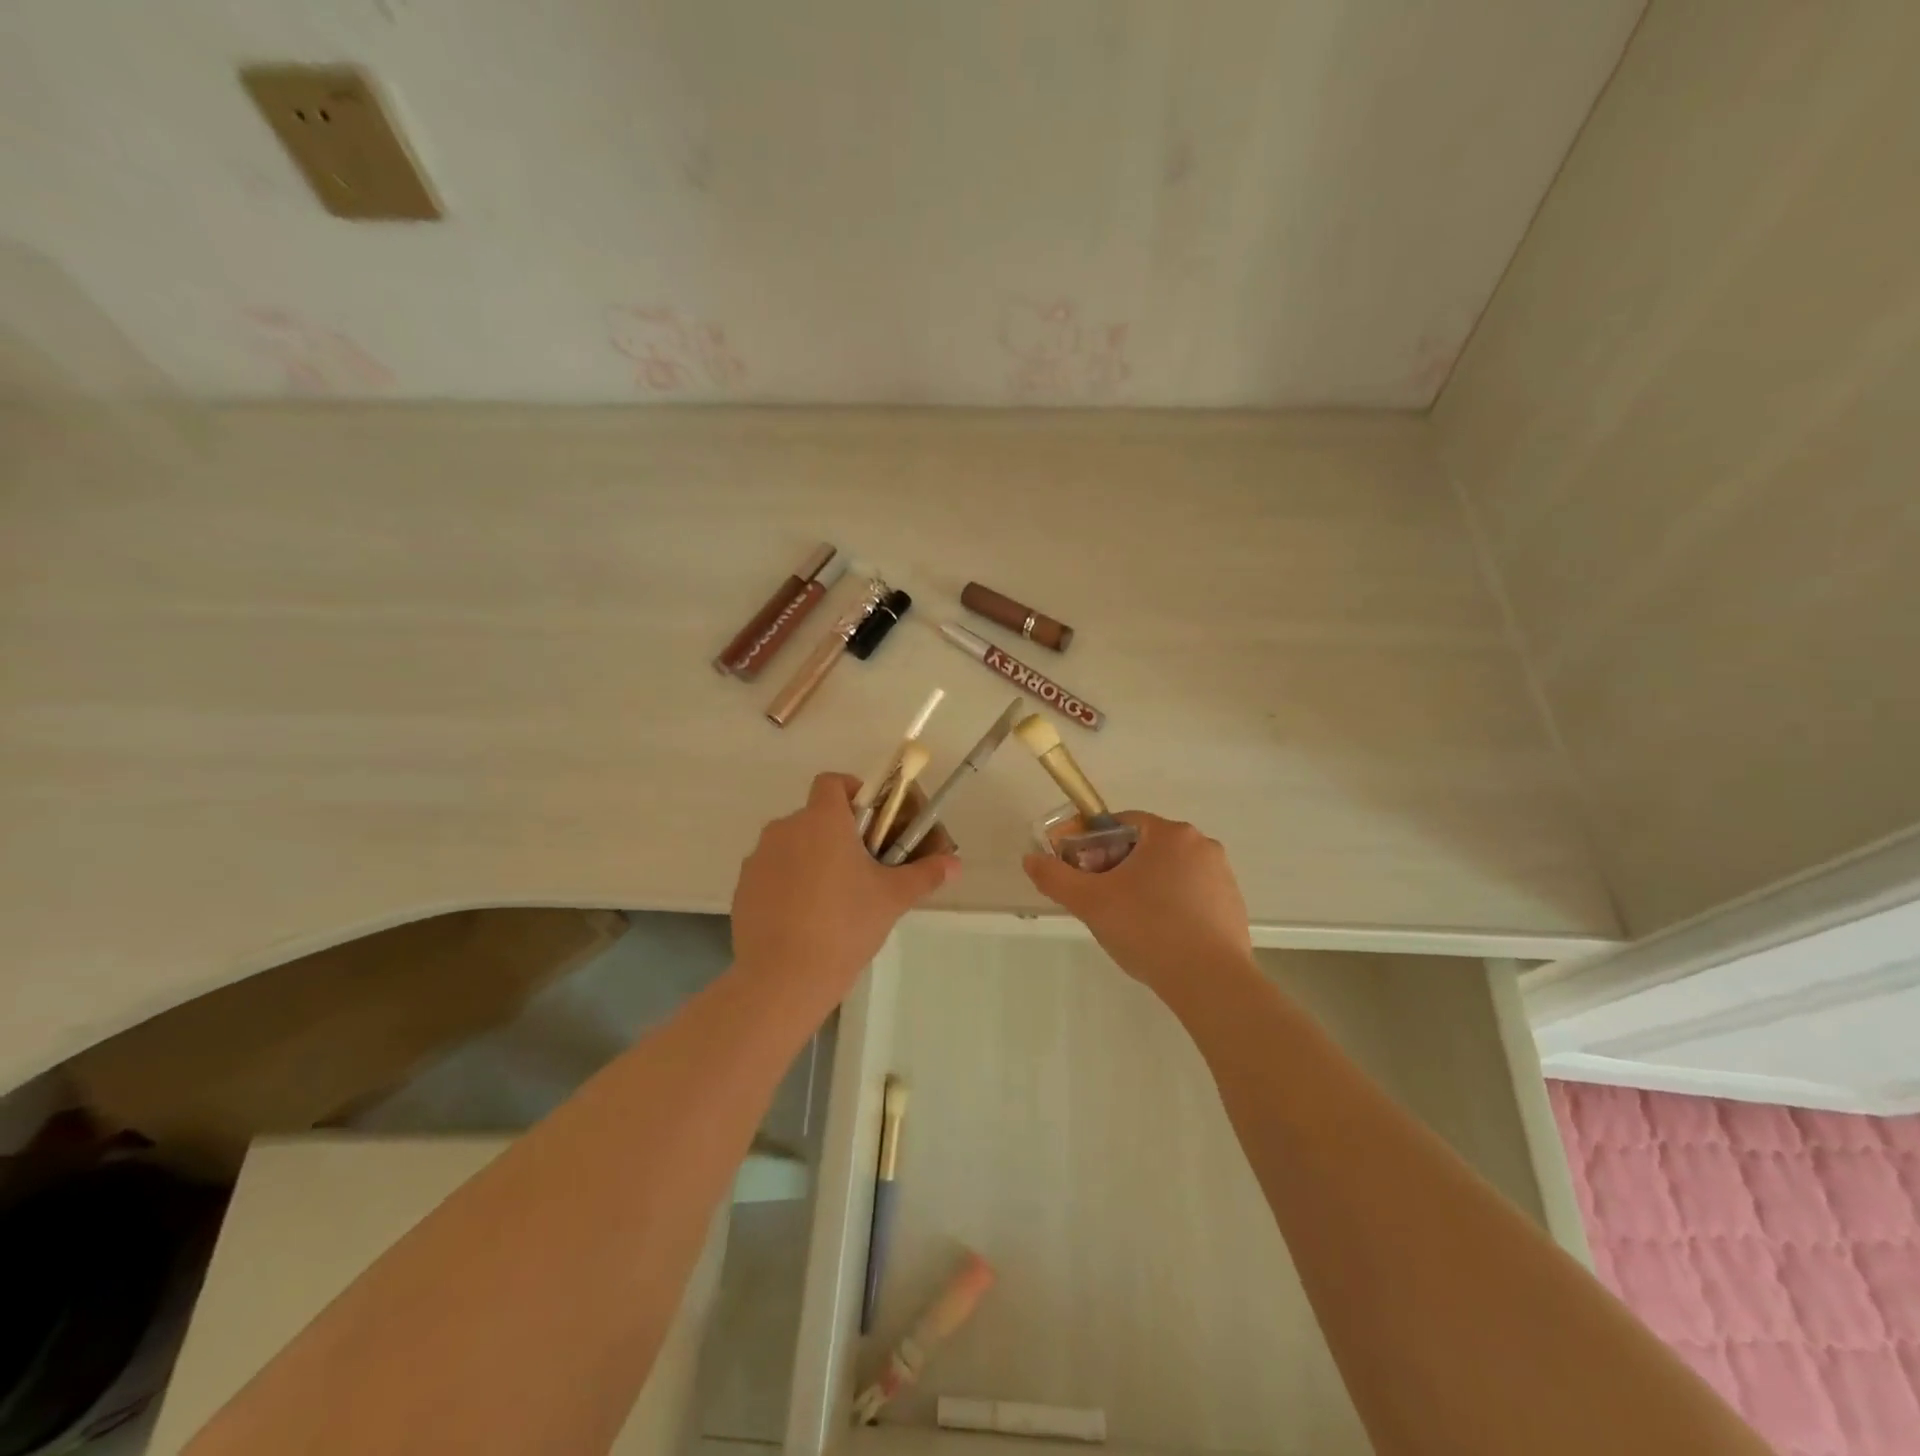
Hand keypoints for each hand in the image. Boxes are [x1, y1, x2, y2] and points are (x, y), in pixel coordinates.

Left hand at [731, 773, 959, 1010]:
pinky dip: (789, 883)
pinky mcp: (743, 888)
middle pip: (815, 816)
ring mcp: (759, 858)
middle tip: (863, 867)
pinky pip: (773, 872)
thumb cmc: (844, 926)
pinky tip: (805, 919)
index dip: (854, 793)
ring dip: (813, 858)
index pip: (833, 782)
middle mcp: (786, 828)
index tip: (872, 822)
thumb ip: (925, 874)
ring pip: (793, 845)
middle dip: (839, 834)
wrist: (782, 978)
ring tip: (835, 899)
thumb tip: (955, 864)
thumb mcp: (892, 899)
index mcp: (822, 820)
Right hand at [1023, 812, 1253, 994]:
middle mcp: (1201, 845)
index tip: (1081, 870)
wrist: (1209, 981)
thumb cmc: (1147, 929)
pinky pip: (1191, 896)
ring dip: (1144, 887)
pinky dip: (1170, 907)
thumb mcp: (1090, 902)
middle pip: (1146, 847)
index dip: (1094, 843)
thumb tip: (1030, 859)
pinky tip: (1158, 937)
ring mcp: (1222, 877)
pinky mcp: (1232, 907)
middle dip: (1118, 867)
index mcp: (1170, 834)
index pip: (1122, 823)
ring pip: (1169, 872)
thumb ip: (1056, 877)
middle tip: (1099, 898)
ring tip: (1127, 923)